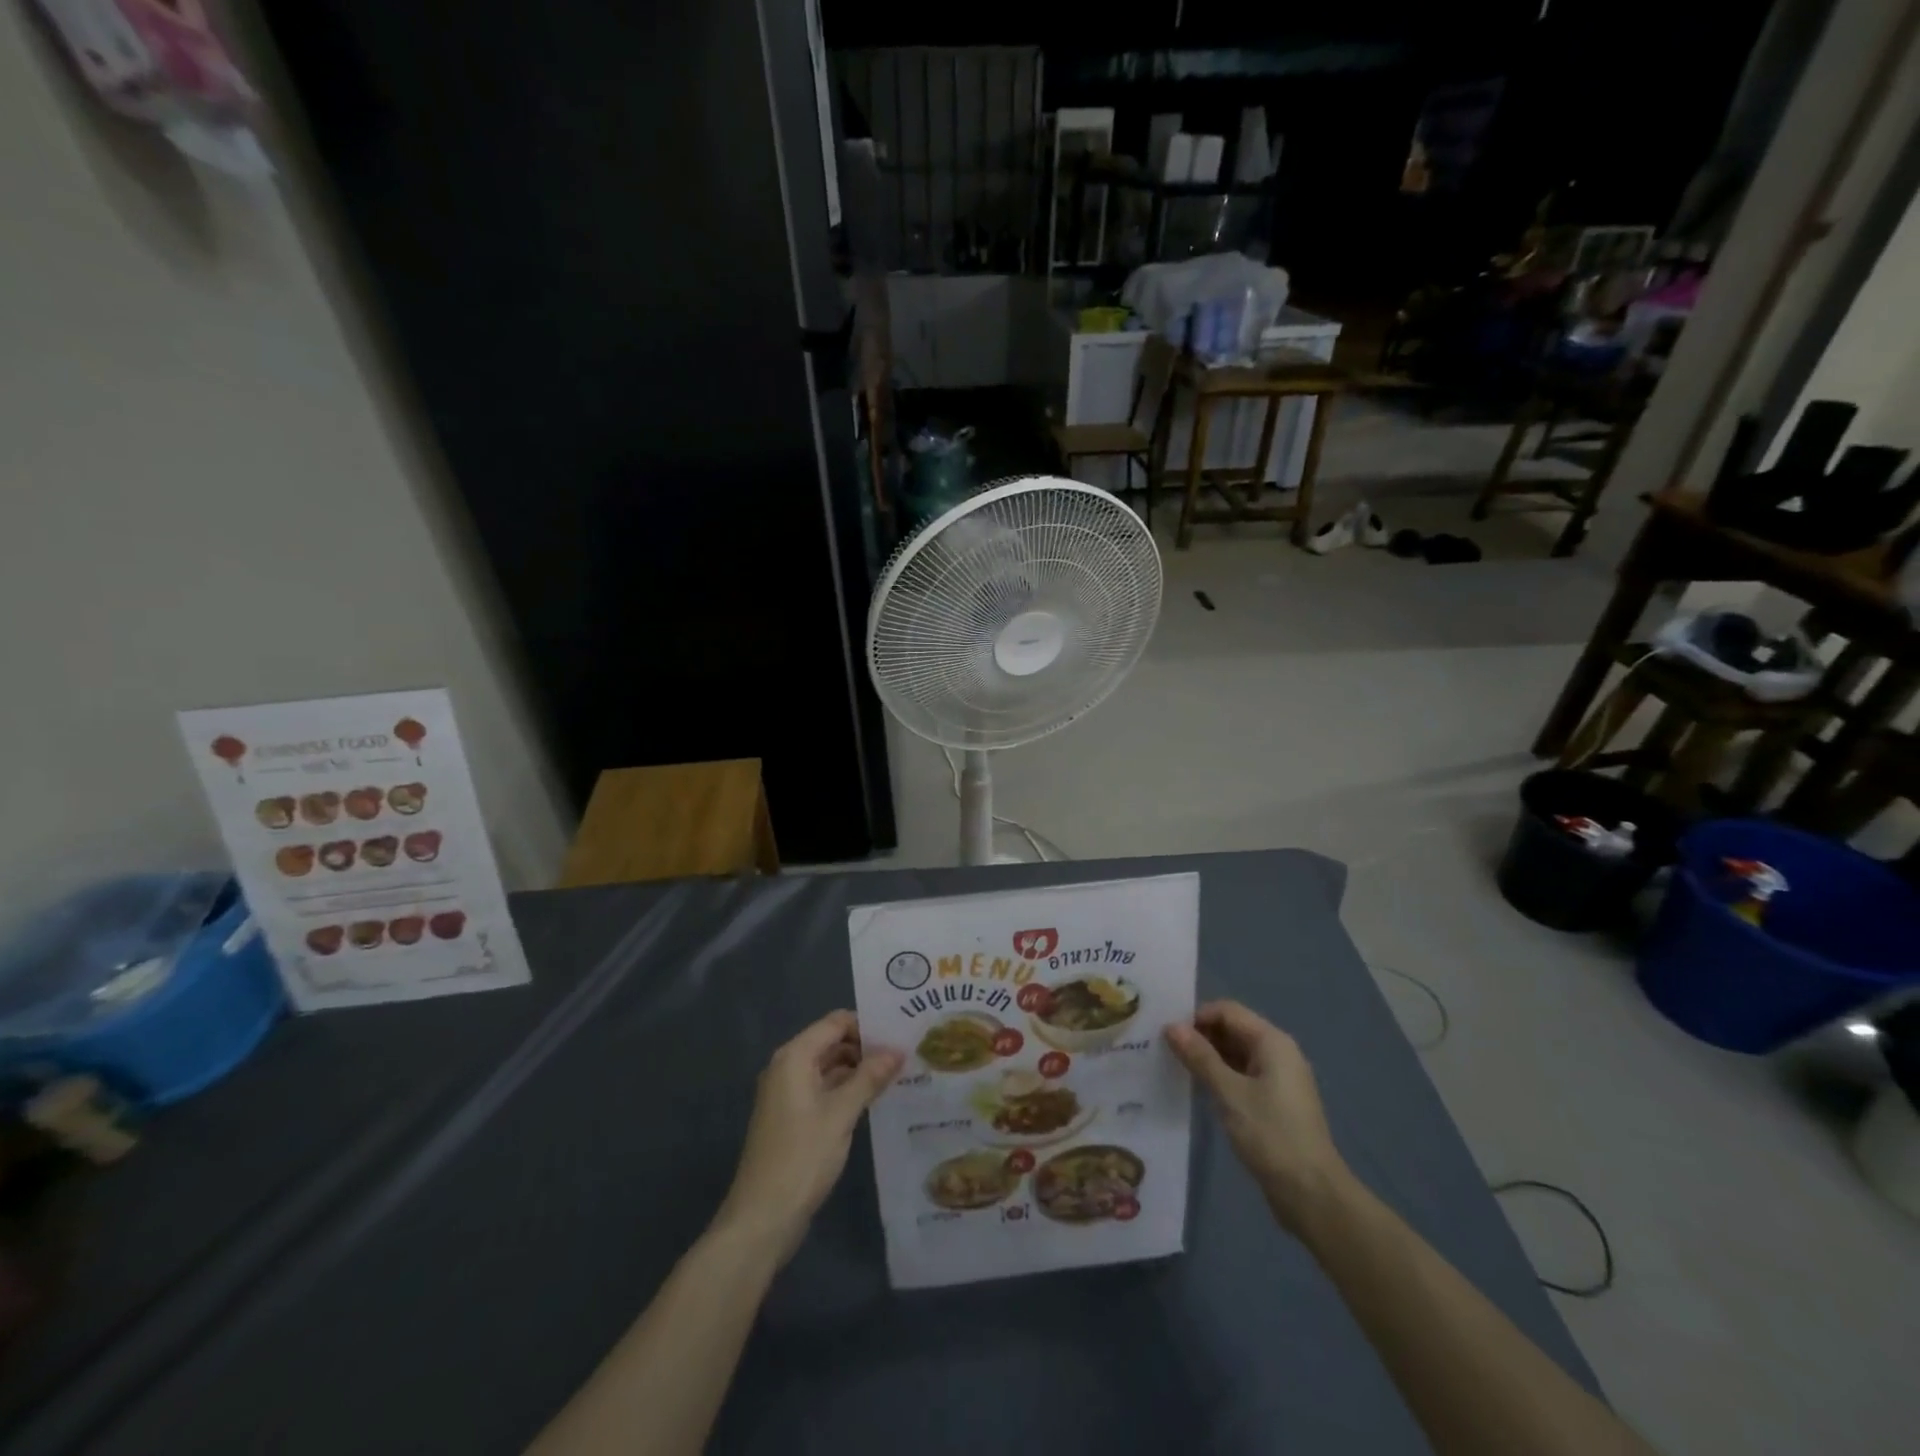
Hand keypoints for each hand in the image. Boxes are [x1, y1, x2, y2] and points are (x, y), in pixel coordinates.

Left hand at [713, 1010, 902, 1263]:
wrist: (761, 1218)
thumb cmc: (801, 1157)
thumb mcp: (841, 1114)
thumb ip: (869, 1078)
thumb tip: (898, 1051)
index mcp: (795, 1057)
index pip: (835, 1022)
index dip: (867, 1025)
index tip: (900, 1033)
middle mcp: (787, 1068)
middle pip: (832, 1042)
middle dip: (866, 1047)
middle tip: (905, 1054)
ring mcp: (788, 1094)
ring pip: (829, 1067)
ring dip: (859, 1070)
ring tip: (898, 1075)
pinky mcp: (792, 1118)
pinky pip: (823, 1090)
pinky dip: (846, 1090)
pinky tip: (874, 1100)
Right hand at [1168, 1001, 1350, 1233]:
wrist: (1312, 1195)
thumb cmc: (1271, 1135)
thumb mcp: (1229, 1093)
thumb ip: (1200, 1057)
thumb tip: (1171, 1026)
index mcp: (1272, 1042)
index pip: (1227, 1011)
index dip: (1196, 1017)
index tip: (1167, 1035)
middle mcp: (1278, 1052)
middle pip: (1232, 1029)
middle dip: (1200, 1036)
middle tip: (1165, 1050)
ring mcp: (1278, 1079)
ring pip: (1235, 1053)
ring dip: (1208, 1057)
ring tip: (1175, 1067)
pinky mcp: (1275, 1102)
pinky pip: (1242, 1075)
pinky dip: (1220, 1076)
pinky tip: (1198, 1089)